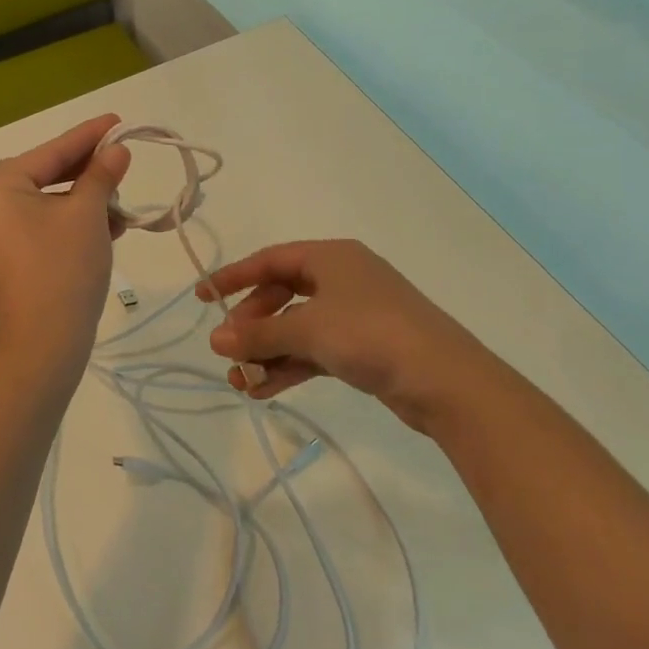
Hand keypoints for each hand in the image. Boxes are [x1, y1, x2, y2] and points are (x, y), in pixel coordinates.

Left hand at [0, 115, 131, 380]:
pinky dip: (65, 226)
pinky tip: (101, 231)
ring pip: (41, 207)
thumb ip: (101, 175)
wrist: (41, 347)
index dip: (89, 136)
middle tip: (120, 164)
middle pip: (42, 177)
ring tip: (118, 207)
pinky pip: (34, 231)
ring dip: (80, 203)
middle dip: (86, 174)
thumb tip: (116, 151)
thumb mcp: (88, 215)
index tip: (117, 121)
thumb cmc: (64, 269)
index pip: (50, 152)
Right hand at [199, 239, 506, 430]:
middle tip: (229, 351)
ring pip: (297, 327)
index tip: (202, 297)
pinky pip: (315, 350)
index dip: (233, 277)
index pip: (270, 260)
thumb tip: (215, 339)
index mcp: (330, 257)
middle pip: (281, 295)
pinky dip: (290, 366)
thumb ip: (259, 334)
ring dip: (267, 352)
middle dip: (252, 324)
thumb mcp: (308, 329)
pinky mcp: (364, 347)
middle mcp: (342, 279)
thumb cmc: (371, 335)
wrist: (446, 381)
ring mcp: (355, 314)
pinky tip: (264, 391)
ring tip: (240, 382)